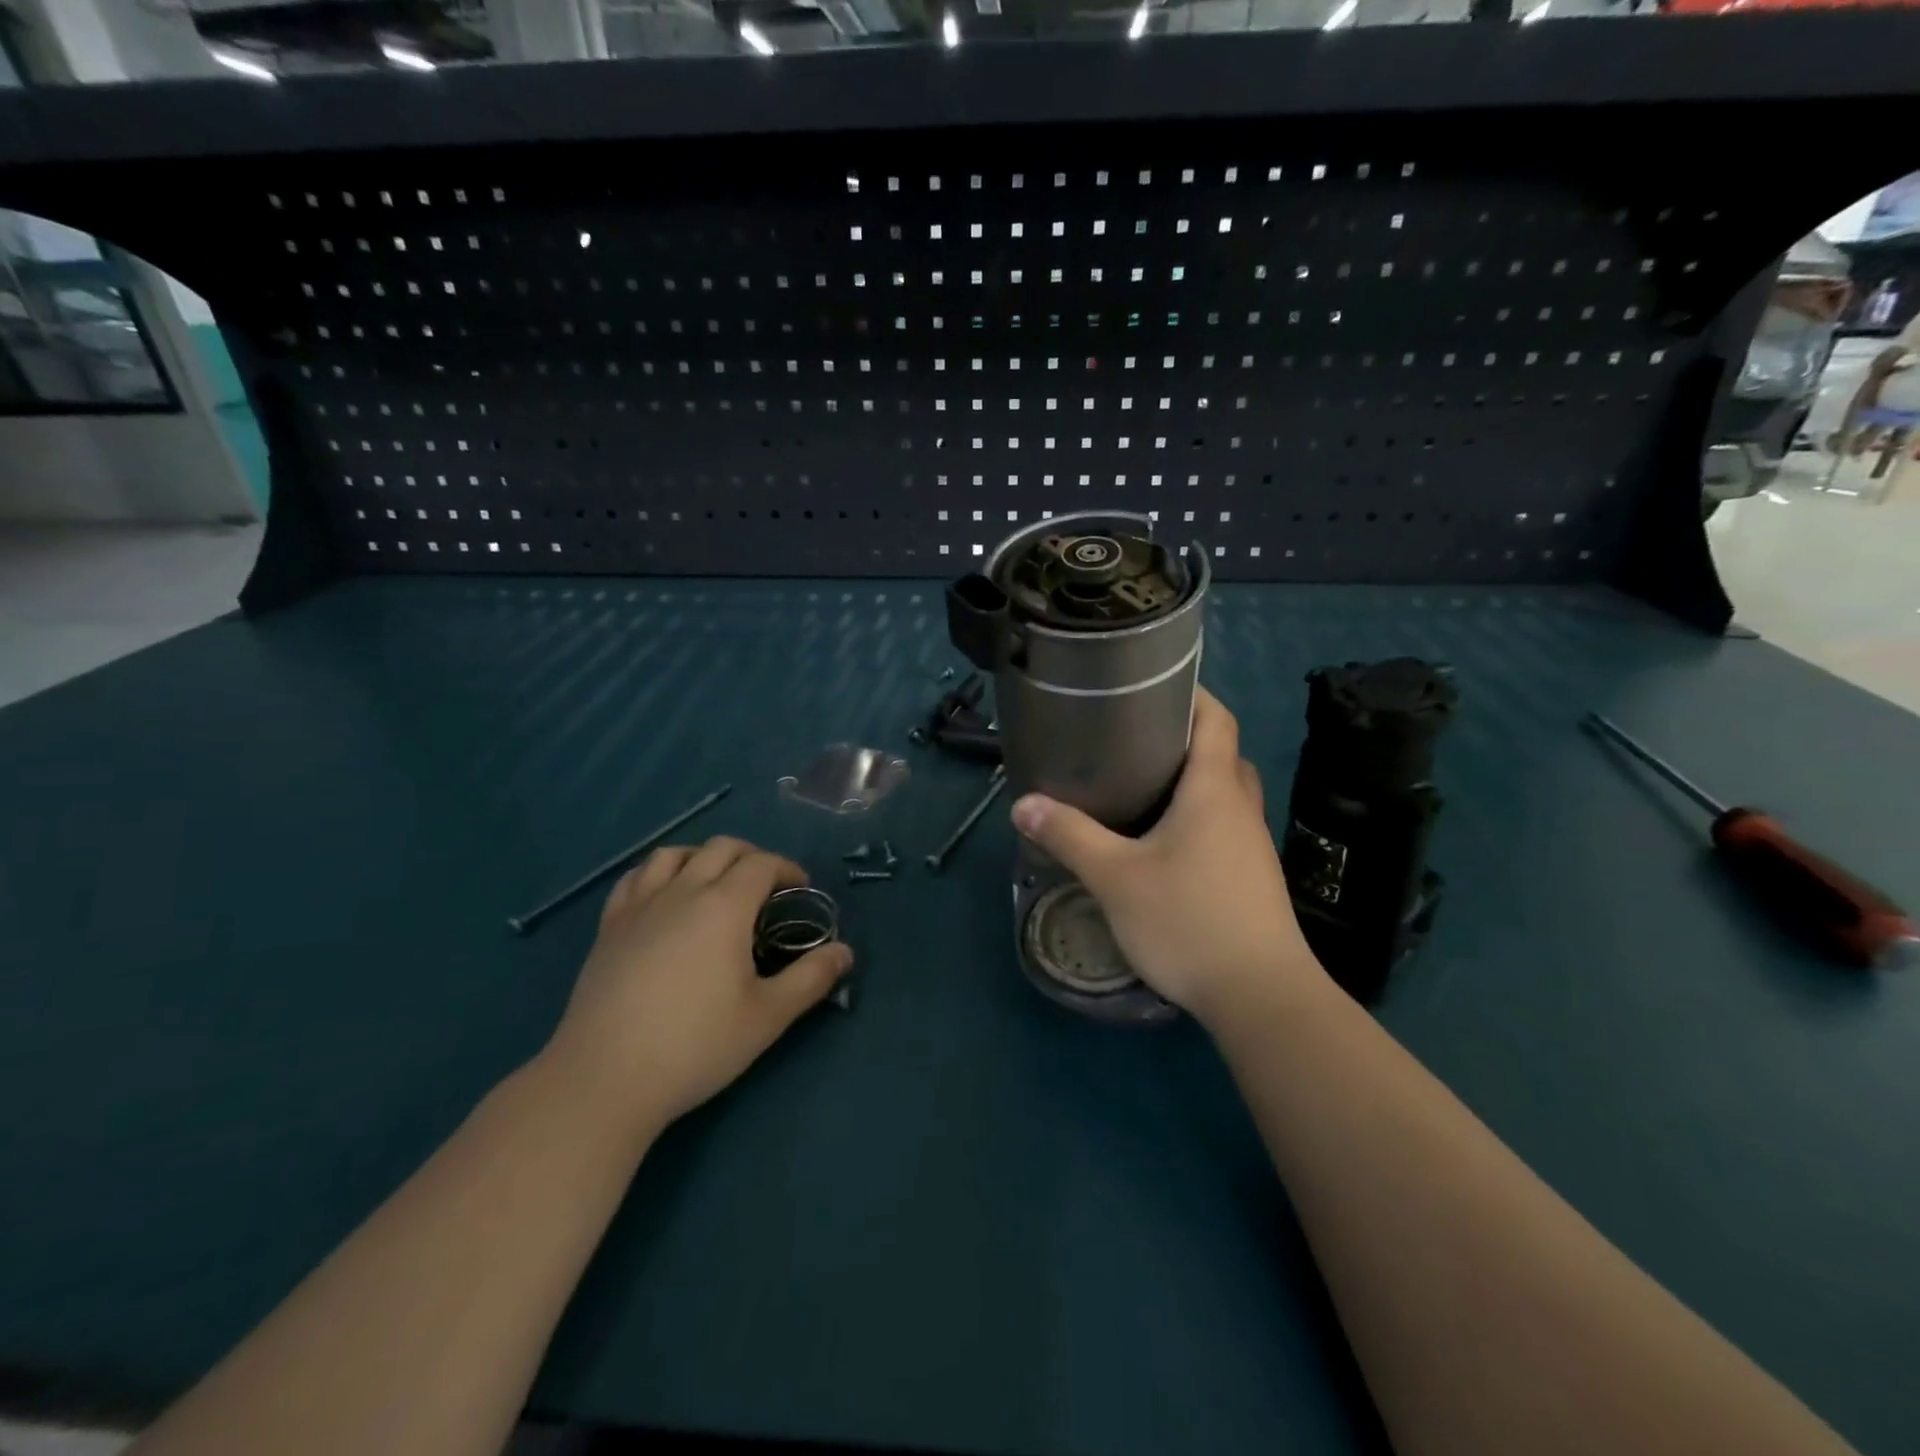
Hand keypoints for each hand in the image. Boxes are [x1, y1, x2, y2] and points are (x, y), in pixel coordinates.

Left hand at [540, 837, 851, 1134]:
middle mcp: (682, 892)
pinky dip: (659, 873)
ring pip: (674, 854)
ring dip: (703, 857)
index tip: (801, 890)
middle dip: (752, 857)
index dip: (788, 869)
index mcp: (724, 906)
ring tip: (716, 883)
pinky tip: (664, 897)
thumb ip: (811, 978)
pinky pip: (635, 878)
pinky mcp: (608, 927)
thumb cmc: (695, 1045)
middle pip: (721, 848)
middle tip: (766, 888)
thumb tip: (845, 951)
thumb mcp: (768, 1016)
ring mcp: (639, 906)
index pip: (762, 864)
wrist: (605, 1078)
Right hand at [1009, 688, 1324, 1027]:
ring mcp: (1252, 847)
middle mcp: (1240, 809)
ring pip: (1225, 795)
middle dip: (1186, 738)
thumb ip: (1070, 836)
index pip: (1217, 719)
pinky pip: (1224, 829)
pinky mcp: (1251, 880)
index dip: (1192, 694)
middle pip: (1222, 754)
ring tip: (1141, 786)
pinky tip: (1162, 844)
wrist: (1261, 997)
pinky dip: (1197, 818)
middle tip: (1136, 739)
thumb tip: (1023, 804)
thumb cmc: (1189, 920)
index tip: (1153, 685)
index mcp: (1214, 791)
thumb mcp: (1116, 877)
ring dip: (1193, 781)